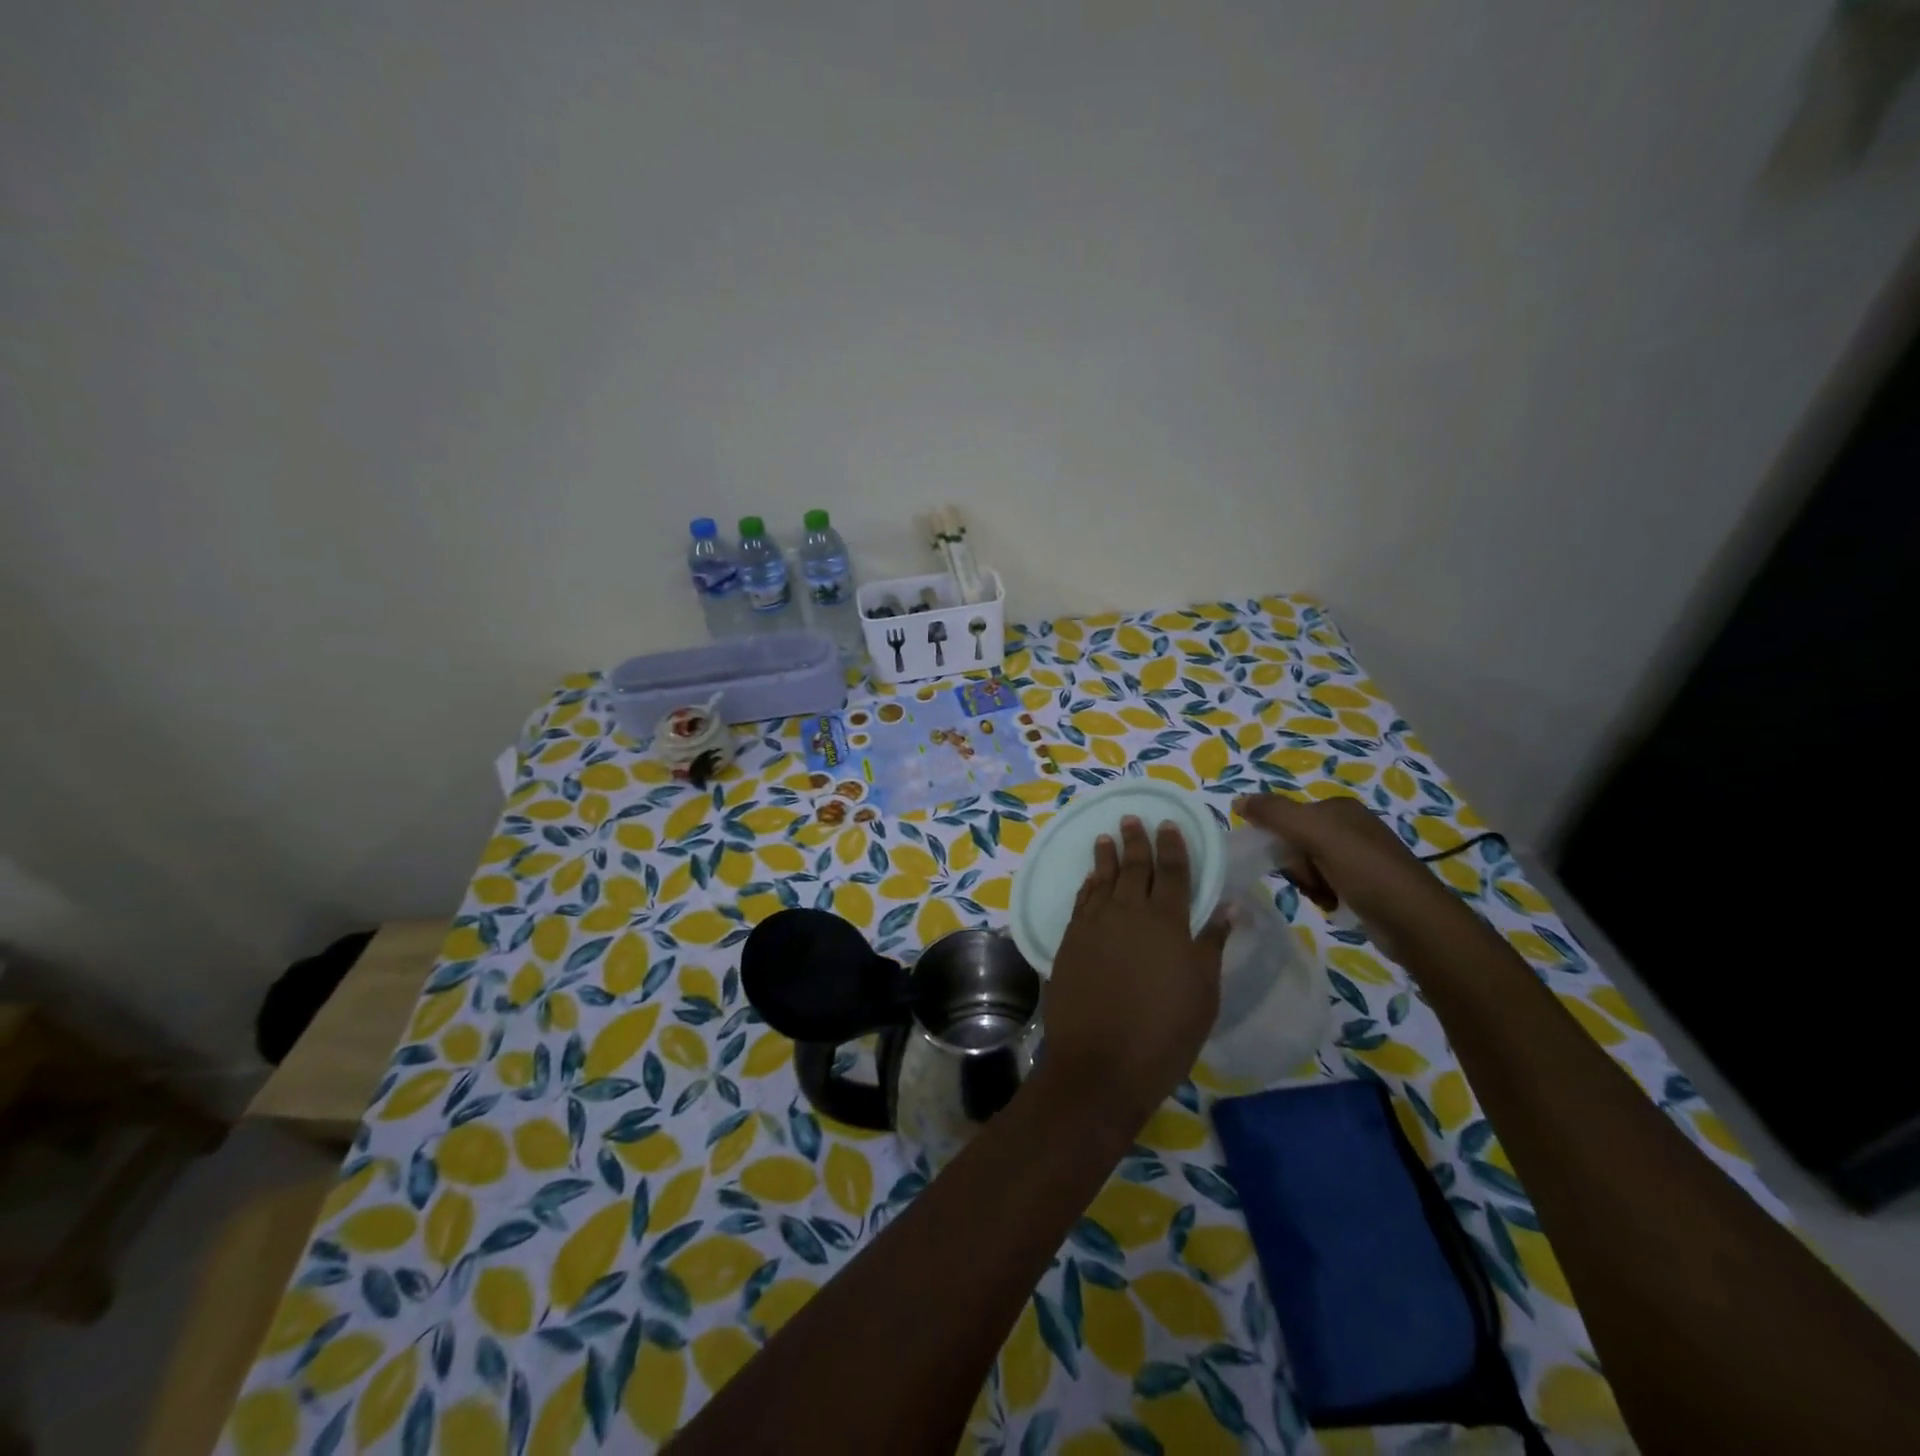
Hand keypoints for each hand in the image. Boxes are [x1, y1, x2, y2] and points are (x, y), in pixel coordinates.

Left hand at [1043, 817, 1228, 1130]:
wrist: (1101, 1063)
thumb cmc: (1165, 1033)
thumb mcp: (1203, 992)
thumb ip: (1211, 944)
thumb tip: (1228, 907)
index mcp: (1168, 922)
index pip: (1173, 873)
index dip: (1172, 847)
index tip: (1169, 824)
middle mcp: (1129, 913)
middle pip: (1134, 868)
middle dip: (1135, 842)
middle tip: (1131, 819)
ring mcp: (1095, 925)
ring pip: (1103, 880)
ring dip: (1106, 857)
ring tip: (1105, 838)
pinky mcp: (1070, 942)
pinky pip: (1082, 902)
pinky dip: (1088, 886)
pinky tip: (1090, 879)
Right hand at [1234, 794, 1461, 935]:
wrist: (1414, 922)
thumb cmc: (1365, 871)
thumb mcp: (1316, 834)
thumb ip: (1275, 814)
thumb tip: (1237, 800)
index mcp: (1340, 809)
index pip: (1288, 816)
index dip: (1280, 839)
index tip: (1288, 860)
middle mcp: (1350, 828)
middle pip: (1296, 842)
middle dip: (1296, 865)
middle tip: (1311, 880)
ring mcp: (1359, 858)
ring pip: (1308, 866)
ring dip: (1308, 883)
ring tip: (1326, 897)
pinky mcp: (1365, 885)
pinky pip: (1325, 884)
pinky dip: (1324, 896)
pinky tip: (1335, 906)